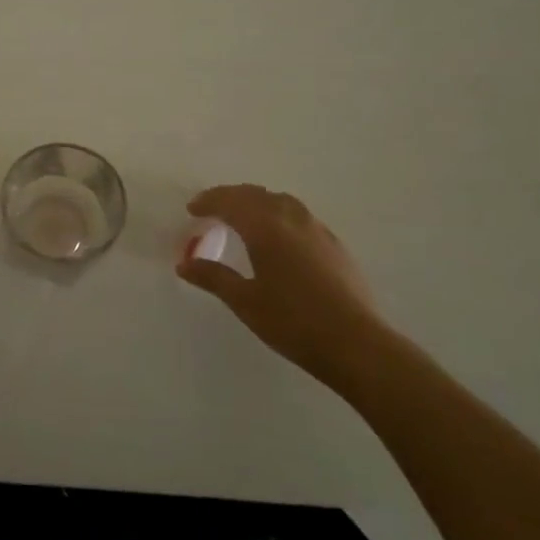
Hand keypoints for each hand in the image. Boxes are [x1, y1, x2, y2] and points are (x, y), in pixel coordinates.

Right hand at [176, 185, 393, 386]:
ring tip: (242, 216)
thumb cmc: (293, 322)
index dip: (208, 202)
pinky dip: (277, 213)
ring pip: (280, 200)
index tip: (192, 209)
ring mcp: (317, 229)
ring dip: (255, 201)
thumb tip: (184, 264)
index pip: (230, 202)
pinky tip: (277, 235)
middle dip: (229, 197)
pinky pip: (298, 214)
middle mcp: (291, 219)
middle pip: (255, 195)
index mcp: (265, 228)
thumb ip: (213, 277)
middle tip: (211, 209)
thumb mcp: (245, 302)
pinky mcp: (334, 244)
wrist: (356, 344)